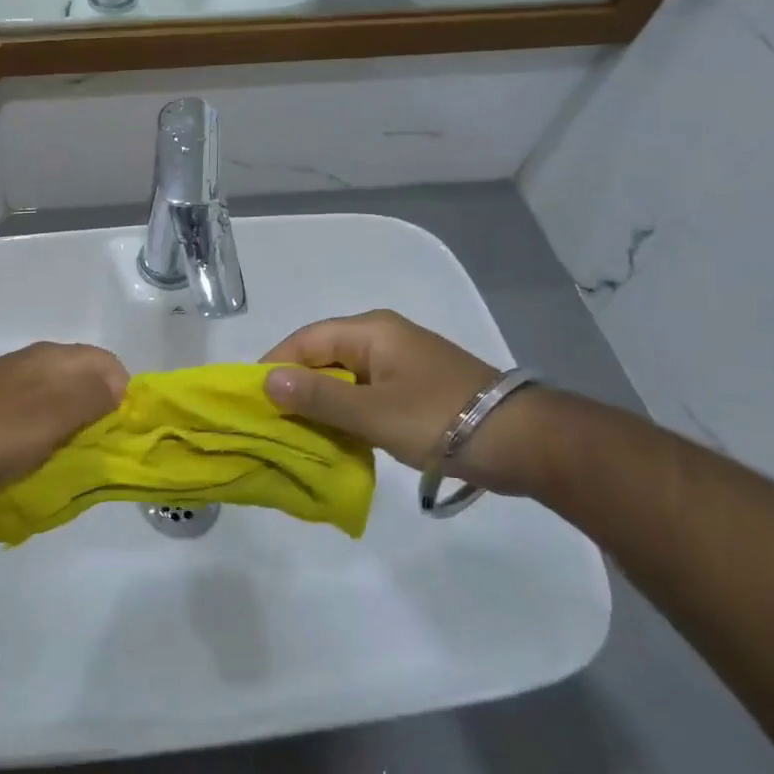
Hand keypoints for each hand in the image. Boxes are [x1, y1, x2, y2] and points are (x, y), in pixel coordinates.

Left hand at [0, 342, 128, 494]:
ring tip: (66, 460)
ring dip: (70, 429)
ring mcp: (12, 383)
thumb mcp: (54, 415)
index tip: (119, 434)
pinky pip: (34, 416)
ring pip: (60, 402)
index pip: (109, 365)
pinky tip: (33, 459)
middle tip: (96, 451)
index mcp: (56, 359)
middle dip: (98, 416)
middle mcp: (37, 363)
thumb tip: (120, 389)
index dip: (123, 397)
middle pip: (86, 383)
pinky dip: (44, 436)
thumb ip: (93, 398)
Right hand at [262, 311, 543, 492]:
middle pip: (322, 357)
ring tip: (294, 434)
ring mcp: (399, 364)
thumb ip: (318, 398)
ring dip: (319, 405)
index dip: (275, 366)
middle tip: (269, 421)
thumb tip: (267, 382)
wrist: (522, 442)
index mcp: (371, 331)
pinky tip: (332, 439)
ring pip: (342, 379)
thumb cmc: (439, 418)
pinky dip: (344, 414)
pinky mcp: (412, 389)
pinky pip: (363, 396)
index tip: (251, 399)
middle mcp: (382, 339)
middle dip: (295, 388)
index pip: (306, 340)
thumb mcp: (371, 412)